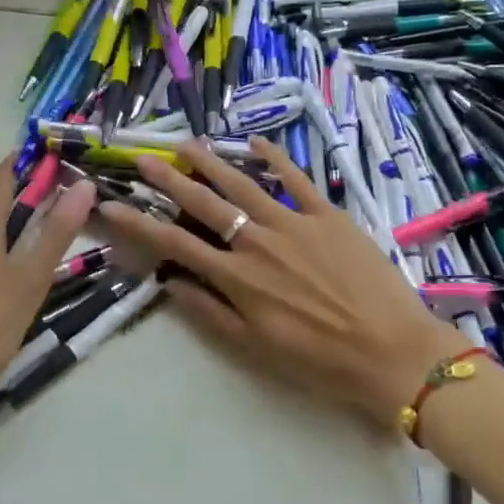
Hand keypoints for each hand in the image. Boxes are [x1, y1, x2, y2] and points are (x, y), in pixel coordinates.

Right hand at [96, 137, 468, 430]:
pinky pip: (297, 179)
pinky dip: (275, 158)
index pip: (174, 242)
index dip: (138, 223)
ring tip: (186, 144)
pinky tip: (255, 143)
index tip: (110, 205)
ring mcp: (295, 223)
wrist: (393, 352)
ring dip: (211, 162)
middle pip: (204, 203)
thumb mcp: (254, 348)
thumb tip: (169, 283)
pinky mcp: (329, 215)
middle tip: (142, 158)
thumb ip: (209, 313)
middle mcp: (258, 242)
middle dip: (168, 179)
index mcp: (237, 277)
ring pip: (243, 184)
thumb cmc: (319, 360)